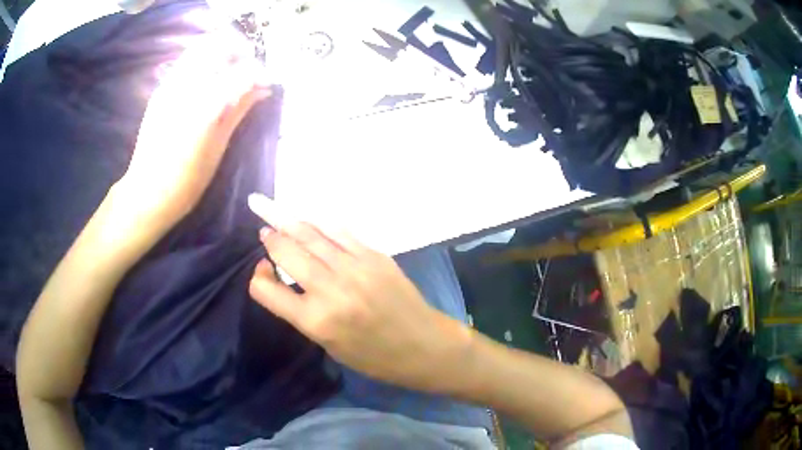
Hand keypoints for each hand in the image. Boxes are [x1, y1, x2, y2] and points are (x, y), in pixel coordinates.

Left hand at [117, 33, 270, 226]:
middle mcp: (187, 86)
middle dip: (240, 52)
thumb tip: (262, 89)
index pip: (242, 71)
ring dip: (221, 53)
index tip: (268, 81)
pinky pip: (187, 61)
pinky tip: (208, 82)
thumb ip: (239, 110)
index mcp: (205, 105)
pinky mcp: (161, 89)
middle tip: (249, 71)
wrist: (146, 193)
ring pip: (201, 48)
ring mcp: (170, 84)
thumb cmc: (186, 180)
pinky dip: (204, 62)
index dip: (260, 72)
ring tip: (230, 73)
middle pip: (220, 46)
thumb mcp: (218, 147)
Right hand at [247, 194, 471, 390]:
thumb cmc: (374, 356)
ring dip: (289, 223)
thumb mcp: (329, 345)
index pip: (267, 290)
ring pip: (311, 234)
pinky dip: (320, 225)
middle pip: (287, 252)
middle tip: (265, 232)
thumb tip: (284, 279)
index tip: (263, 271)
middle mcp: (331, 289)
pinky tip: (311, 222)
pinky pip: (339, 232)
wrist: (424, 345)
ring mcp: (355, 268)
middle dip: (271, 239)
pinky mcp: (375, 255)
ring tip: (275, 215)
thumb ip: (303, 313)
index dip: (258, 278)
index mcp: (316, 321)